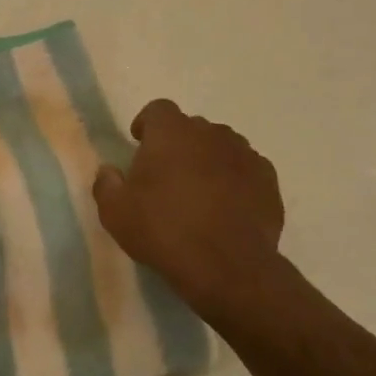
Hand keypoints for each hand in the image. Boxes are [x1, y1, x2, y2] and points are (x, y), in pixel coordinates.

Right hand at [93, 100, 286, 325]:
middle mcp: (211, 133)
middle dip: (178, 144)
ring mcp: (245, 155)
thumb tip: (109, 171)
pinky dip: (234, 180)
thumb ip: (106, 184)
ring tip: (199, 192)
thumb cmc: (163, 230)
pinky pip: (245, 170)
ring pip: (221, 147)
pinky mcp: (268, 180)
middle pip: (191, 128)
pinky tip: (226, 208)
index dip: (148, 124)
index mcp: (171, 132)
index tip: (140, 143)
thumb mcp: (115, 213)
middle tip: (167, 175)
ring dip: (208, 160)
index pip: (158, 110)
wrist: (227, 265)